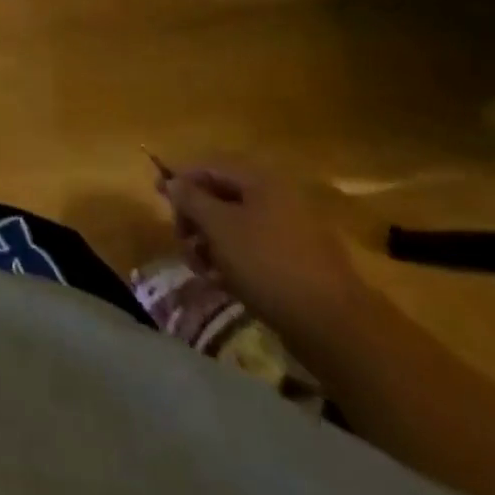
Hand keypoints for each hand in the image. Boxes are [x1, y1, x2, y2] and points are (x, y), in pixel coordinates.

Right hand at [158, 159, 367, 338]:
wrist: (336, 329)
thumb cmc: (269, 264)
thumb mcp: (219, 227)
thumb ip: (191, 199)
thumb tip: (172, 181)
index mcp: (260, 180)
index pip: (209, 166)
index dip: (180, 178)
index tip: (158, 197)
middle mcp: (276, 198)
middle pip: (221, 196)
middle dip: (195, 218)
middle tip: (183, 242)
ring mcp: (290, 233)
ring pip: (235, 228)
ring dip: (210, 244)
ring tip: (201, 269)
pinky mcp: (297, 265)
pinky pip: (254, 252)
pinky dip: (233, 262)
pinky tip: (222, 283)